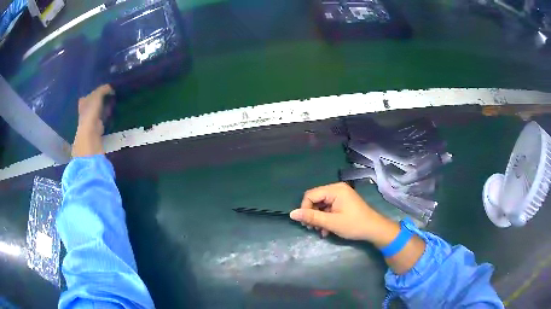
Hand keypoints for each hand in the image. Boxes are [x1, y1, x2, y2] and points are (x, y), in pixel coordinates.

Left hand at [72, 85, 113, 156]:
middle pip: (94, 101)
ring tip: (114, 100)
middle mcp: (85, 110)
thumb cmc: (90, 112)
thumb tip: (111, 87)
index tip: (105, 88)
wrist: (91, 132)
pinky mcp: (97, 126)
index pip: (89, 93)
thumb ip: (103, 89)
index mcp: (83, 101)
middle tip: (111, 93)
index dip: (96, 90)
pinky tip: (112, 110)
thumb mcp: (97, 95)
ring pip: (99, 109)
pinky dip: (107, 113)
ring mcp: (91, 119)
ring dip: (105, 105)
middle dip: (101, 98)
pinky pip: (103, 116)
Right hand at [290, 182, 398, 244]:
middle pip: (315, 199)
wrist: (374, 229)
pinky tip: (326, 230)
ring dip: (318, 219)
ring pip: (321, 205)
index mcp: (335, 190)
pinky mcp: (343, 202)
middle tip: (312, 229)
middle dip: (312, 214)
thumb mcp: (331, 222)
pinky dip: (325, 218)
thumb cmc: (354, 225)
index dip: (305, 208)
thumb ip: (311, 217)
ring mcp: (340, 196)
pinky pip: (328, 208)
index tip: (306, 223)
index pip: (311, 195)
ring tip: (320, 231)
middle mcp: (337, 189)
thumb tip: (292, 214)